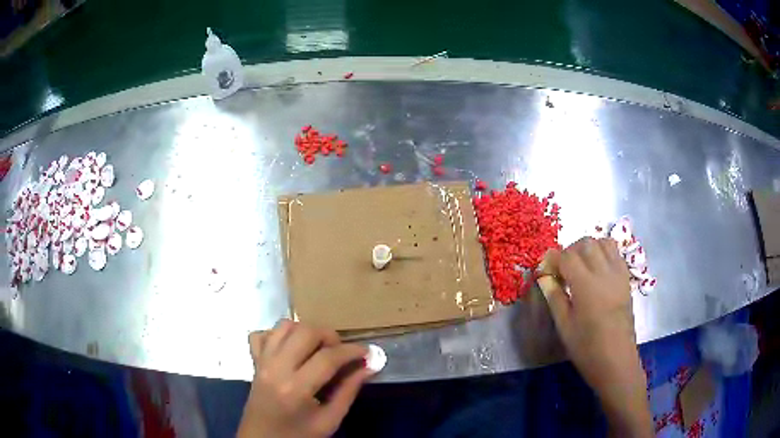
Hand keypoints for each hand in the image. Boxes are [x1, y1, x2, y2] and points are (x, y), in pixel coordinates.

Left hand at [238, 320, 372, 437]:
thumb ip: (348, 391)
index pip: (328, 357)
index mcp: (295, 388)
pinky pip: (263, 334)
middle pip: (305, 332)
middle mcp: (275, 368)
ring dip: (306, 331)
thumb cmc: (298, 435)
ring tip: (317, 349)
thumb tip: (369, 366)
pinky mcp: (254, 361)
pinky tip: (291, 349)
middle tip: (340, 353)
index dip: (352, 350)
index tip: (367, 352)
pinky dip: (279, 335)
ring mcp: (261, 361)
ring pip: (284, 326)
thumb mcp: (329, 421)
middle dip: (329, 336)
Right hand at [539, 238, 651, 436]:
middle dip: (570, 251)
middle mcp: (604, 273)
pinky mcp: (626, 279)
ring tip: (580, 266)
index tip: (545, 271)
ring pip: (603, 243)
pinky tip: (597, 270)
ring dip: (589, 248)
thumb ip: (554, 296)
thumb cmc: (587, 348)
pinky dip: (604, 253)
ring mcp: (618, 274)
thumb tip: (544, 276)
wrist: (616, 360)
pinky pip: (616, 254)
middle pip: (586, 243)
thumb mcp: (564, 326)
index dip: (553, 260)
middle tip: (562, 270)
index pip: (567, 257)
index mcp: (586, 286)